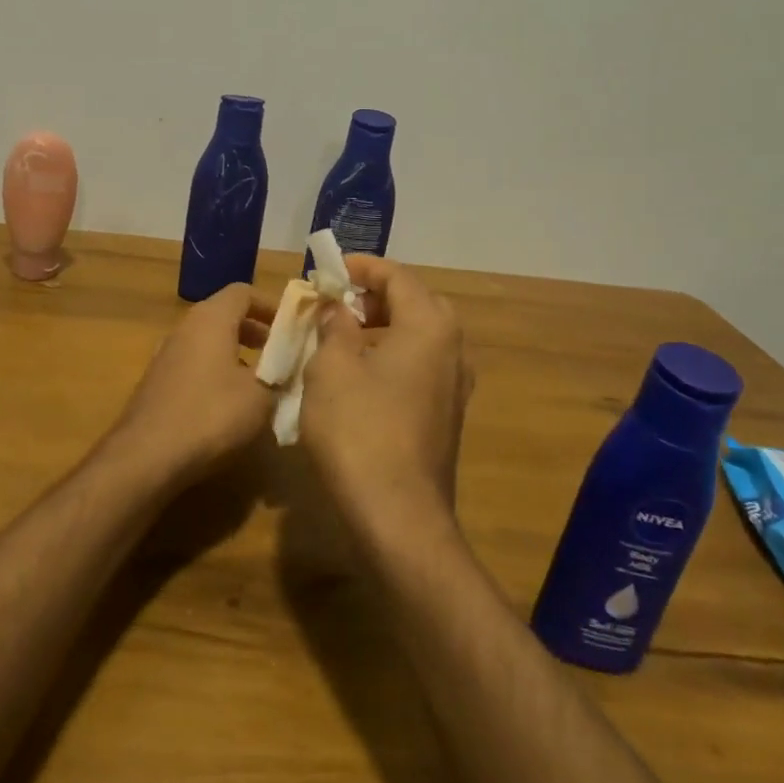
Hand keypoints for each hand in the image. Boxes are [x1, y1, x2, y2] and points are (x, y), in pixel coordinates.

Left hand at [101, 283, 276, 486]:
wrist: (146, 457)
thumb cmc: (211, 415)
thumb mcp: (261, 396)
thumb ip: (279, 373)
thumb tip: (286, 366)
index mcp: (210, 319)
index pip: (242, 292)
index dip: (270, 305)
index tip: (292, 326)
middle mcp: (184, 329)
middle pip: (224, 315)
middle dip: (255, 330)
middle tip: (280, 352)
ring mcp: (165, 356)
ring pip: (207, 342)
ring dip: (235, 354)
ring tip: (259, 381)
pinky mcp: (156, 383)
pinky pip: (194, 365)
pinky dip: (215, 372)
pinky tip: (229, 404)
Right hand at [301, 255, 473, 535]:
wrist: (398, 515)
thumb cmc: (359, 429)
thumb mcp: (332, 367)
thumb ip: (335, 326)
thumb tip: (338, 309)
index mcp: (430, 325)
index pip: (397, 276)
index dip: (360, 267)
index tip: (328, 271)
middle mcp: (453, 348)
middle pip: (415, 302)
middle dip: (374, 296)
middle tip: (336, 303)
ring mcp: (455, 385)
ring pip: (419, 336)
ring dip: (383, 327)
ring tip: (342, 337)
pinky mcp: (447, 415)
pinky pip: (420, 366)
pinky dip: (392, 356)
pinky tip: (360, 377)